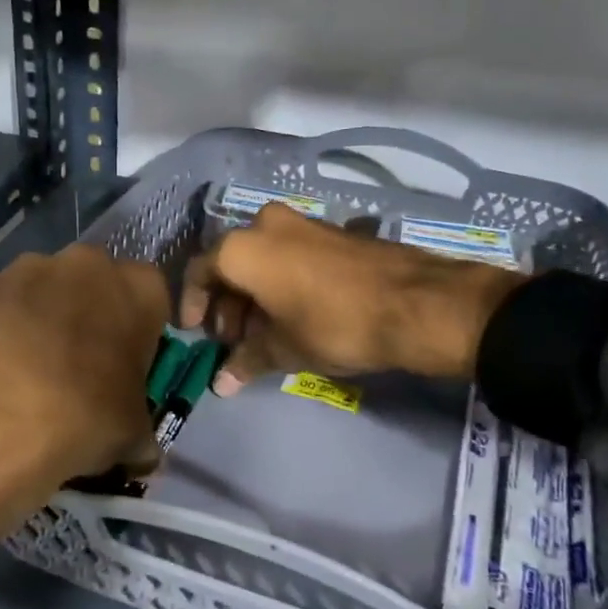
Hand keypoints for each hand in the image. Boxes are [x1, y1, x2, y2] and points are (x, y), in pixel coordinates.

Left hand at [0, 246, 168, 545]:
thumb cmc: (81, 419)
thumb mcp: (132, 437)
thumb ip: (141, 431)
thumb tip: (140, 451)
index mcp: (137, 287)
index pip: (153, 301)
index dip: (141, 337)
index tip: (127, 371)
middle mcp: (83, 263)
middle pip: (95, 287)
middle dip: (90, 320)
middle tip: (80, 372)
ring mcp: (22, 270)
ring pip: (42, 292)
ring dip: (41, 322)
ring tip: (26, 376)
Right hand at [179, 203, 522, 392]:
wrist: (414, 303)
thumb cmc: (333, 324)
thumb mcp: (285, 349)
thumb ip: (247, 362)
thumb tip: (221, 384)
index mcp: (243, 248)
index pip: (199, 271)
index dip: (193, 305)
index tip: (198, 333)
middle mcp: (265, 225)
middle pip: (230, 264)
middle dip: (227, 304)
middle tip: (234, 341)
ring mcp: (301, 224)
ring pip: (261, 258)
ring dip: (253, 295)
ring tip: (263, 334)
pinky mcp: (330, 232)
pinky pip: (288, 254)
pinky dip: (280, 281)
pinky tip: (292, 315)